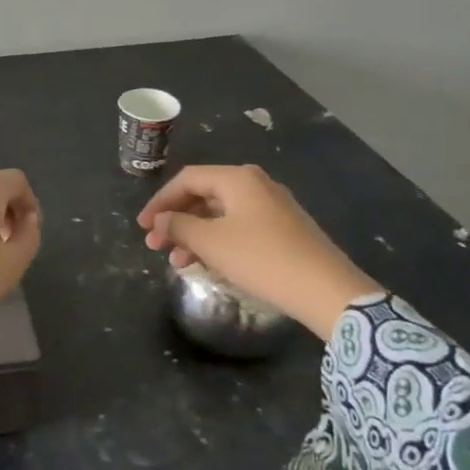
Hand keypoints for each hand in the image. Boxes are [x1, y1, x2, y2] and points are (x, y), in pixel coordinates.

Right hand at [137, 165, 380, 340]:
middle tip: (156, 245)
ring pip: (220, 214)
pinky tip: (208, 264)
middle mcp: (256, 185)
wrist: (327, 290)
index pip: (187, 179)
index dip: (159, 201)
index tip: (142, 226)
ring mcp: (273, 207)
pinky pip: (239, 227)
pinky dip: (217, 241)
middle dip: (176, 220)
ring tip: (177, 262)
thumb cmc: (262, 258)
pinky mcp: (284, 230)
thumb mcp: (211, 242)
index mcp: (238, 179)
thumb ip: (179, 226)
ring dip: (194, 235)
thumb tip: (161, 219)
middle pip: (204, 195)